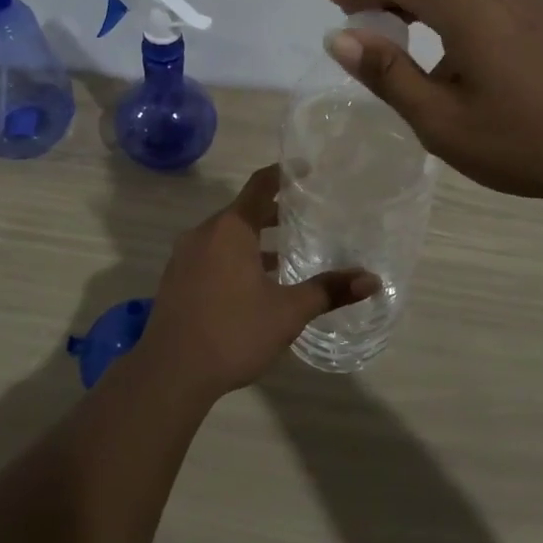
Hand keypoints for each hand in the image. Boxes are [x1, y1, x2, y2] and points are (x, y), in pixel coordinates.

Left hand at [135, 166, 377, 401]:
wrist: (171, 372)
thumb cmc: (233, 332)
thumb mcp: (287, 312)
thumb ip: (328, 291)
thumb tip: (372, 280)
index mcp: (230, 229)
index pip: (260, 186)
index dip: (284, 174)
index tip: (307, 170)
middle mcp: (204, 233)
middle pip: (243, 210)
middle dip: (274, 212)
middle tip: (307, 215)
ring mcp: (184, 256)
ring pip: (226, 236)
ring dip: (254, 239)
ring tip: (286, 254)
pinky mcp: (176, 279)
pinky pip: (211, 254)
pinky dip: (234, 257)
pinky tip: (253, 284)